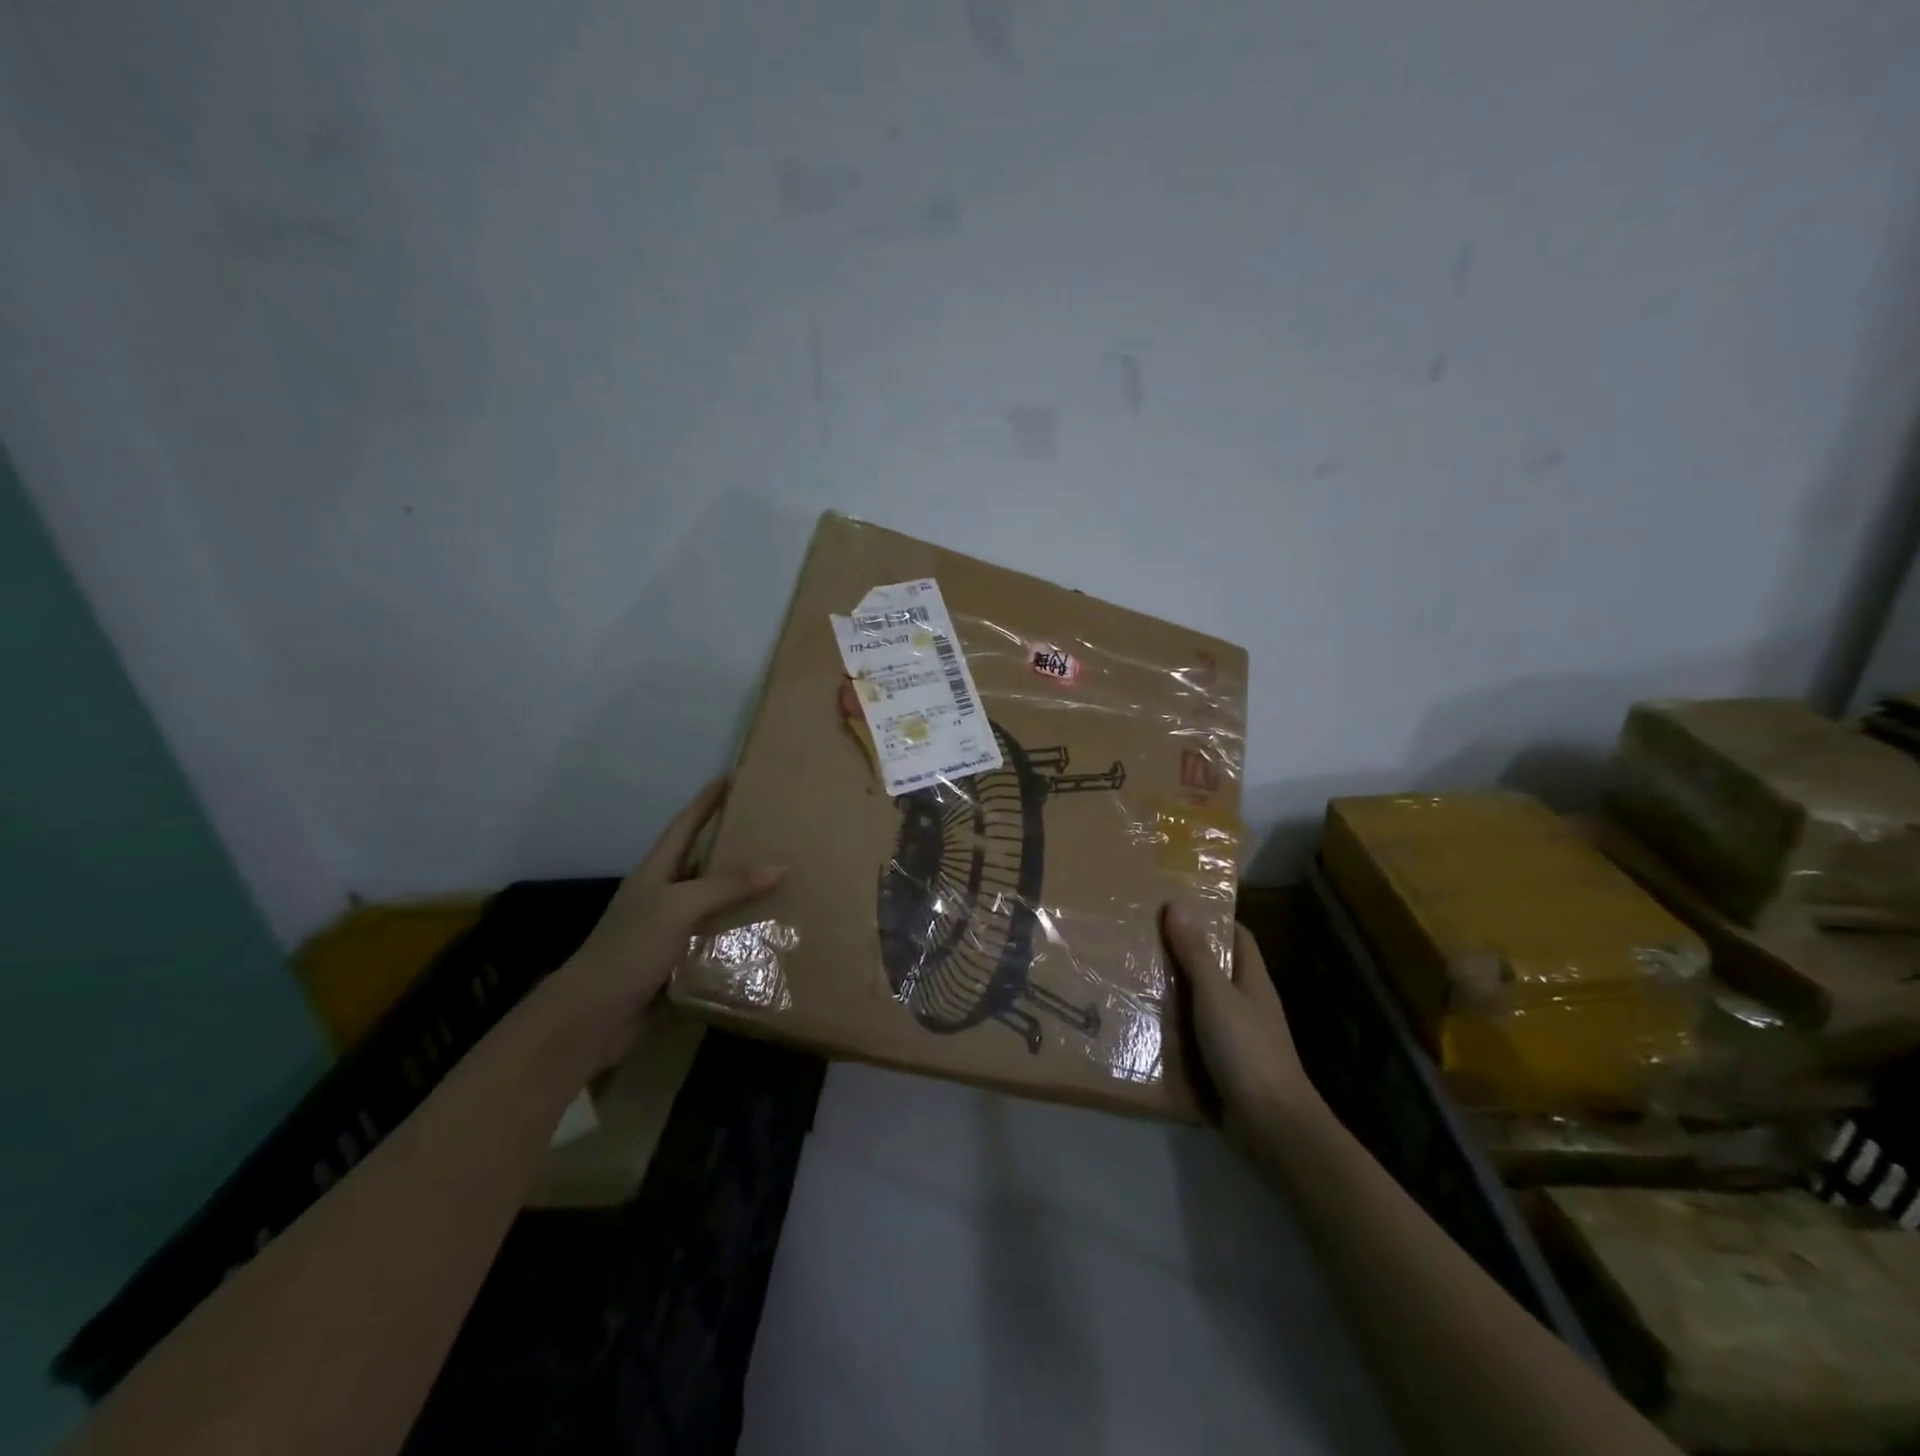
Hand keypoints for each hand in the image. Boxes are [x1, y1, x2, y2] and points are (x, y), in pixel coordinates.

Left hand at [545, 779, 783, 1066]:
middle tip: (771, 831)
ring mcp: (669, 931)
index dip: (705, 802)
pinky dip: (739, 934)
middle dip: (732, 846)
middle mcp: (662, 897)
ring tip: (782, 880)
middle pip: (701, 862)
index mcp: (655, 873)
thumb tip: (780, 866)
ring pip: (712, 903)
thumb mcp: (677, 908)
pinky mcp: (678, 963)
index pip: (684, 826)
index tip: (728, 779)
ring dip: (742, 894)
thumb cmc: (628, 949)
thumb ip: (725, 886)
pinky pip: (716, 940)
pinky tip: (768, 933)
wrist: (591, 1018)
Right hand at [1162, 902, 1323, 1132]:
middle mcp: (1245, 1005)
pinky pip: (1191, 1039)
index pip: (1237, 937)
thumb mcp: (1215, 995)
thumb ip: (1195, 953)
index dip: (1211, 919)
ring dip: (1171, 993)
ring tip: (1129, 976)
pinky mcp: (1221, 1066)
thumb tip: (1177, 904)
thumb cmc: (1247, 1050)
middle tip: (1139, 939)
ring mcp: (1235, 1038)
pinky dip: (1170, 1030)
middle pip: (1214, 969)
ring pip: (1199, 1005)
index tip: (1174, 906)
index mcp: (1252, 981)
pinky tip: (1140, 1025)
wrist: (1271, 1126)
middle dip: (1181, 955)